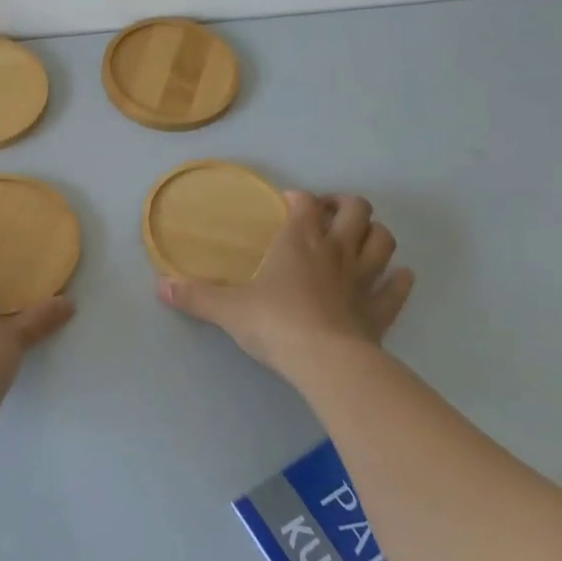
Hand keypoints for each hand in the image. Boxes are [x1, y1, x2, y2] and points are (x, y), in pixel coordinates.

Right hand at [158, 191, 412, 394]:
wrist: (325, 361)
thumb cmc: (275, 324)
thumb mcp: (228, 310)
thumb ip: (196, 296)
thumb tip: (160, 287)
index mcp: (300, 241)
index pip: (305, 204)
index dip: (299, 199)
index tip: (288, 204)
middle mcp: (336, 251)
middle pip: (356, 210)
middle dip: (345, 205)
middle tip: (328, 214)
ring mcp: (364, 279)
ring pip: (383, 240)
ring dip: (374, 234)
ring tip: (360, 238)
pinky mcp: (381, 309)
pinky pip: (398, 288)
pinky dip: (400, 279)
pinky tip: (398, 277)